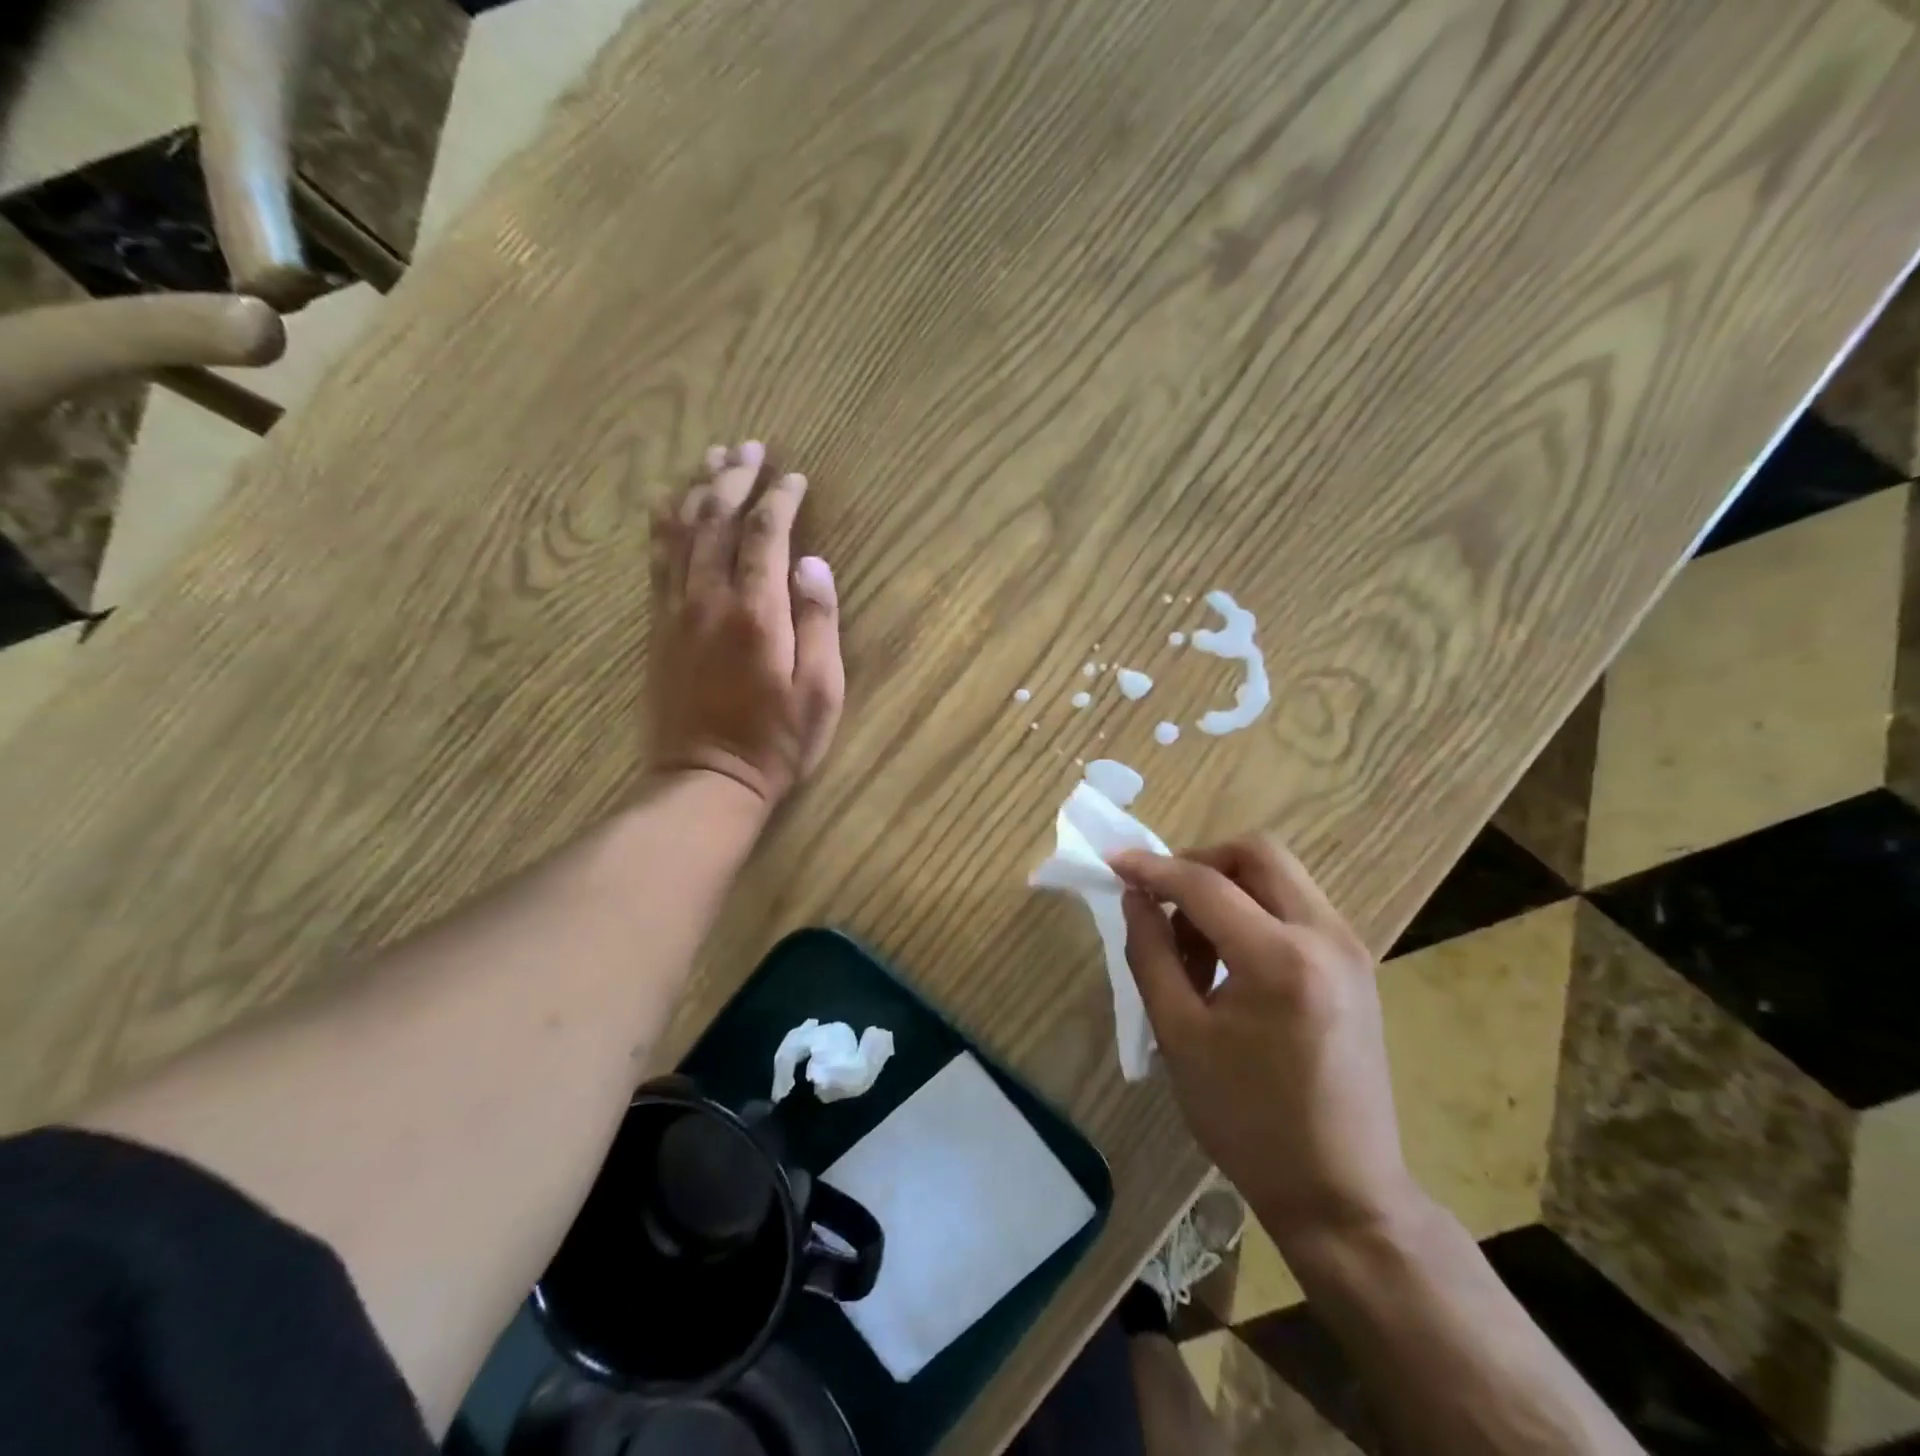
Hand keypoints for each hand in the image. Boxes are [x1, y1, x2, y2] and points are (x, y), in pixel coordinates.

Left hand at [647, 440, 845, 810]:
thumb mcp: (820, 690)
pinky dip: (664, 523)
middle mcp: (710, 598)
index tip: (795, 478)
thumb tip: (813, 563)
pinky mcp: (658, 626)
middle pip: (717, 519)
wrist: (706, 779)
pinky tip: (669, 503)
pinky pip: (657, 560)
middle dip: (735, 477)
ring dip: (698, 489)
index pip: (766, 534)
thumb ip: (819, 623)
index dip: (781, 499)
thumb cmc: (777, 742)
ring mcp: (677, 610)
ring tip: (712, 458)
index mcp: (757, 612)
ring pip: (682, 531)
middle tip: (750, 447)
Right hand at [1110, 838, 1419, 1247]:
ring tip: (1193, 948)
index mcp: (1280, 959)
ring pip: (1279, 876)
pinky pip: (1296, 907)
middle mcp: (1326, 936)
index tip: (1113, 861)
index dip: (1153, 867)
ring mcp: (1350, 948)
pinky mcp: (1356, 965)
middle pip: (1257, 853)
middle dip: (1200, 862)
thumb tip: (1135, 897)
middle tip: (1162, 898)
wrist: (1342, 1192)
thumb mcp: (1180, 1036)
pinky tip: (1229, 962)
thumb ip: (1151, 953)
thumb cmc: (1248, 1121)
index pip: (1205, 883)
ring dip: (1227, 889)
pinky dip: (1254, 911)